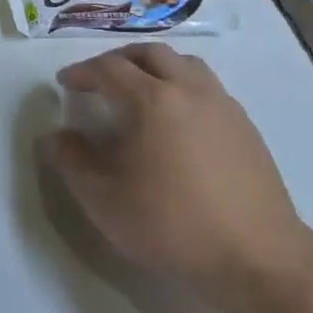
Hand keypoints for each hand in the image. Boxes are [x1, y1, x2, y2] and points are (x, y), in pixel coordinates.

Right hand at [36, 43, 312, 303]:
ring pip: (185, 64)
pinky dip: (182, 87)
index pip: (108, 68)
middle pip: (150, 53)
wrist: (257, 259)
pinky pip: (207, 87)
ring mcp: (223, 106)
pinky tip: (176, 120)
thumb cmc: (171, 225)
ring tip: (139, 90)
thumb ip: (71, 160)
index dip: (82, 72)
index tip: (65, 83)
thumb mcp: (103, 198)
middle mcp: (189, 90)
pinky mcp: (246, 127)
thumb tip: (55, 136)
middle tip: (100, 78)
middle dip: (119, 59)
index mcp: (152, 100)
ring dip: (155, 67)